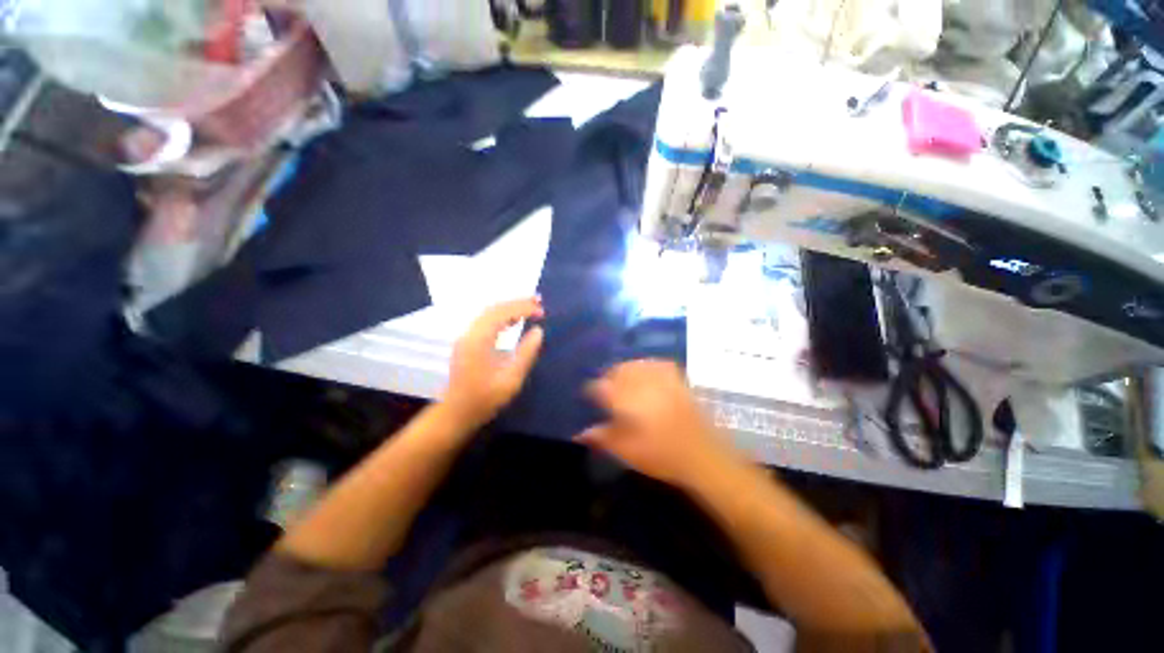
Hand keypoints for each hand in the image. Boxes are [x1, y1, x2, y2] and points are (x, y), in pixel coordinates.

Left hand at [443, 298, 544, 427]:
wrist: (456, 413)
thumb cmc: (485, 399)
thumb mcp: (511, 379)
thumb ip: (526, 353)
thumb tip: (539, 331)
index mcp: (479, 340)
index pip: (502, 313)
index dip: (523, 308)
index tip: (542, 310)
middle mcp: (470, 333)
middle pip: (494, 308)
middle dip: (517, 302)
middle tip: (539, 301)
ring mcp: (466, 337)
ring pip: (489, 313)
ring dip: (510, 308)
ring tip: (530, 306)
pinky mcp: (467, 343)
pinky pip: (486, 321)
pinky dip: (502, 316)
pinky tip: (514, 321)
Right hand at [575, 360, 740, 487]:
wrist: (702, 456)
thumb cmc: (660, 456)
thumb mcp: (626, 451)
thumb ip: (602, 438)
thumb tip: (579, 433)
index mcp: (625, 400)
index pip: (599, 386)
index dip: (592, 390)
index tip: (590, 398)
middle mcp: (641, 383)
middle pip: (617, 369)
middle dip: (609, 377)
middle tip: (607, 390)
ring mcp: (661, 379)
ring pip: (636, 364)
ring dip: (626, 369)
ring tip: (624, 381)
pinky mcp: (677, 379)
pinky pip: (658, 363)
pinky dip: (648, 366)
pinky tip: (647, 374)